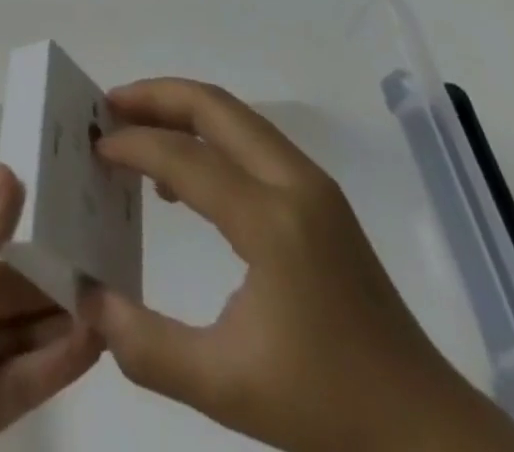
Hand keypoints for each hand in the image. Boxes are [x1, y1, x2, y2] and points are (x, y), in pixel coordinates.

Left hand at [0, 164, 102, 451]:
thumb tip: (12, 174)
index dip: (20, 194)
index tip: (76, 177)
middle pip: (7, 269)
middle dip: (54, 259)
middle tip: (114, 246)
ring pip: (19, 323)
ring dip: (62, 310)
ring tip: (116, 294)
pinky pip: (19, 380)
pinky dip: (55, 362)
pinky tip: (93, 344)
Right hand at [81, 79, 513, 451]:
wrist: (426, 431)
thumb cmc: (327, 408)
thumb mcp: (226, 387)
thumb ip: (146, 345)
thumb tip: (87, 301)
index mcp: (271, 220)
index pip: (184, 158)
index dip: (133, 146)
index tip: (93, 149)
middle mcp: (294, 182)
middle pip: (213, 106)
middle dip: (155, 96)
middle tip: (107, 106)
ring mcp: (312, 184)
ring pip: (235, 116)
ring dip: (182, 110)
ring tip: (136, 129)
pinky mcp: (320, 197)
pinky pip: (252, 140)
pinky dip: (209, 135)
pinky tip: (185, 180)